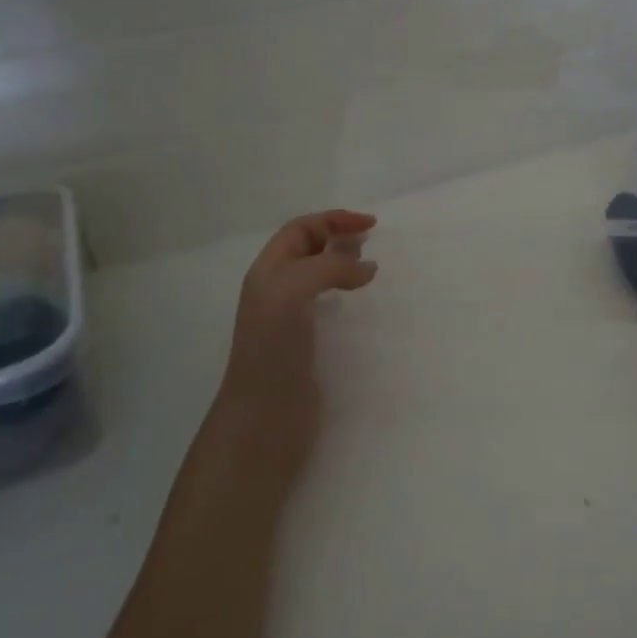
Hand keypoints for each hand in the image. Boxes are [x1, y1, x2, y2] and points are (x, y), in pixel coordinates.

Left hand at [205, 210, 377, 497]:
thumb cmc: (274, 347)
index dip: (333, 221)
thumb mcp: (293, 289)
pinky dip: (347, 295)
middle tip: (371, 242)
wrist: (265, 416)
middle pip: (308, 250)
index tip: (371, 225)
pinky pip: (328, 307)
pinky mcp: (308, 346)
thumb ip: (329, 268)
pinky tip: (361, 304)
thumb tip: (367, 268)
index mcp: (268, 272)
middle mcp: (277, 291)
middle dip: (338, 238)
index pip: (300, 230)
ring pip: (319, 278)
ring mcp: (292, 320)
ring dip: (343, 265)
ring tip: (369, 268)